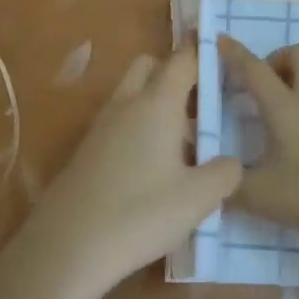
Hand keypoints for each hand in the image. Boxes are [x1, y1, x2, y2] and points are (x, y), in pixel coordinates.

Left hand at [0, 47, 240, 298]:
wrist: (66, 248)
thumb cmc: (140, 214)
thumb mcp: (198, 198)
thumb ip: (225, 173)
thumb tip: (231, 162)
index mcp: (156, 104)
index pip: (182, 59)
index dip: (203, 51)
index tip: (224, 55)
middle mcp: (126, 105)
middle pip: (150, 67)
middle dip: (176, 73)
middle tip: (203, 105)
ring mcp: (101, 127)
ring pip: (133, 95)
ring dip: (158, 104)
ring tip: (186, 144)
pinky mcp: (87, 152)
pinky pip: (120, 123)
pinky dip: (140, 128)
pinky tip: (154, 168)